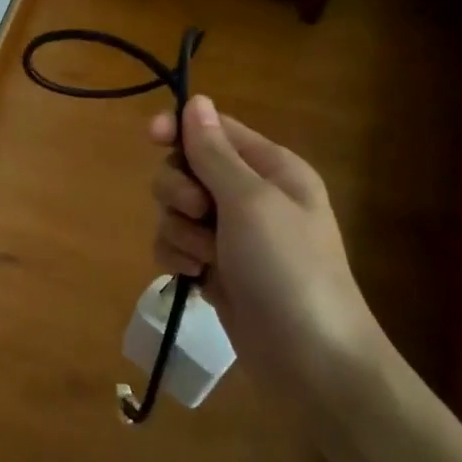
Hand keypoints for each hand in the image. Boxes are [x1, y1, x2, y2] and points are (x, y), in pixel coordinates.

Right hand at [149, 96, 384, 402]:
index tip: (151, 137)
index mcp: (270, 169)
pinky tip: (194, 277)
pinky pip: (176, 245)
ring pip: (174, 210)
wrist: (310, 360)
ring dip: (180, 231)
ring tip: (206, 258)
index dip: (179, 130)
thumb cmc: (287, 268)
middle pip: (186, 169)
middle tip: (200, 213)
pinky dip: (178, 257)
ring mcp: (231, 235)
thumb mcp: (250, 202)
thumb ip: (214, 152)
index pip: (214, 130)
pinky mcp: (215, 268)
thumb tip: (196, 102)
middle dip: (180, 191)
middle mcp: (250, 196)